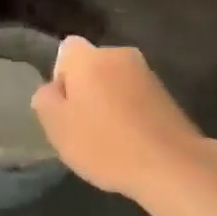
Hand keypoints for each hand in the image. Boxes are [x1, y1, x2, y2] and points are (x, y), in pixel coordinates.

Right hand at [30, 36, 216, 199]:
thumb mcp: (57, 127)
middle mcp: (119, 54)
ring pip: (115, 82)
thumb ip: (45, 100)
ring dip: (109, 102)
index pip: (66, 51)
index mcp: (89, 57)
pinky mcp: (166, 94)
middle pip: (92, 66)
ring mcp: (147, 73)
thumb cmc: (105, 144)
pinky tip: (131, 142)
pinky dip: (130, 113)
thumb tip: (52, 88)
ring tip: (109, 139)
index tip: (65, 107)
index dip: (61, 77)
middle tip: (83, 126)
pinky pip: (136, 97)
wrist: (171, 164)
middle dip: (86, 89)